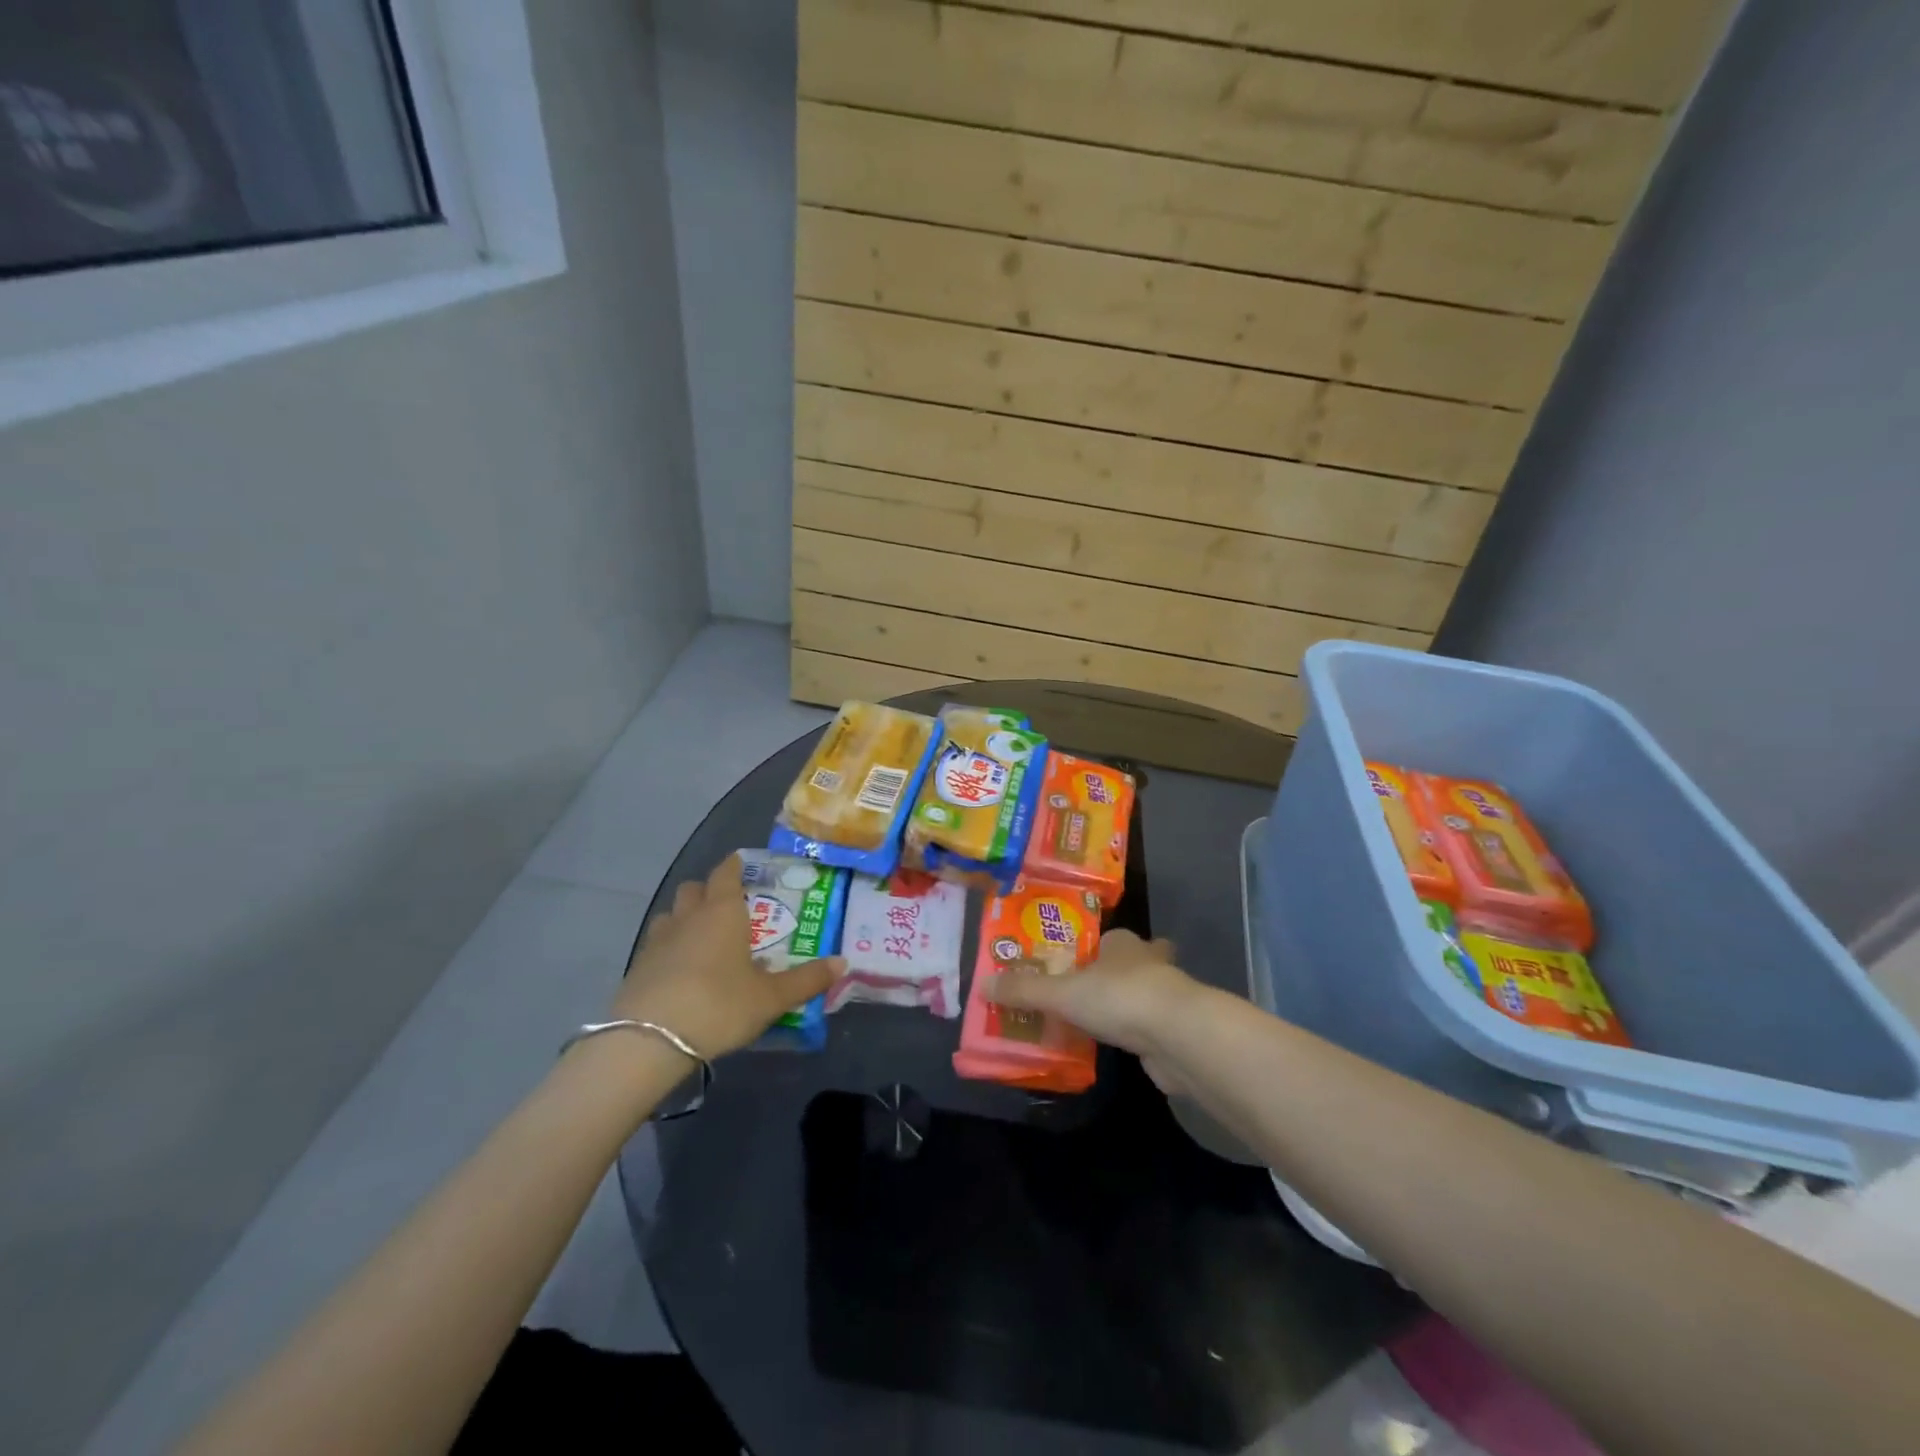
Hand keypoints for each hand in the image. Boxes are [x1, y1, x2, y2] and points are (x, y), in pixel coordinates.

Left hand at [615, 854, 843, 1057]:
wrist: (649, 1040)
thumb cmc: (719, 1005)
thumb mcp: (771, 997)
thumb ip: (806, 979)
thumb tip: (843, 963)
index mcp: (723, 912)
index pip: (726, 873)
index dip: (735, 865)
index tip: (742, 862)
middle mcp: (688, 917)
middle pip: (694, 888)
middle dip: (709, 890)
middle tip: (728, 906)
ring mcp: (657, 941)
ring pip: (670, 914)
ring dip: (684, 917)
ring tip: (701, 937)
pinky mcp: (637, 968)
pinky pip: (656, 944)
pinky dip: (669, 948)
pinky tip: (680, 970)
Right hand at [984, 930, 1203, 1091]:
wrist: (1178, 1035)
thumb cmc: (1118, 997)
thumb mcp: (1061, 993)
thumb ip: (1024, 991)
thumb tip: (982, 985)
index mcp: (1123, 944)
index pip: (1109, 939)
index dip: (1095, 949)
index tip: (1078, 964)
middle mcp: (1149, 962)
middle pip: (1135, 962)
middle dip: (1120, 972)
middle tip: (1093, 991)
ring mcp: (1167, 996)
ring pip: (1146, 994)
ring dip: (1129, 1004)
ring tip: (1101, 1021)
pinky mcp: (1177, 1030)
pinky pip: (1152, 1027)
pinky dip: (1138, 1034)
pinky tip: (1122, 1046)